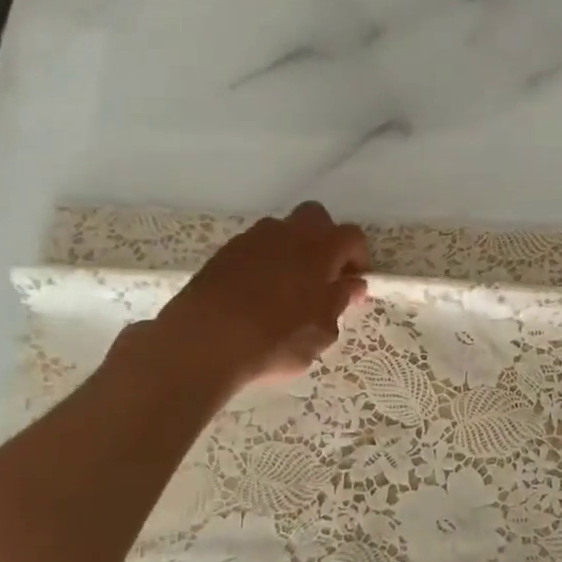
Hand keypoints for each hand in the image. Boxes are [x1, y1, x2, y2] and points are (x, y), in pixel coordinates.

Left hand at [142, 202, 369, 394]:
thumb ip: (340, 302)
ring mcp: (251, 240)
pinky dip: (264, 262)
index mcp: (320, 249)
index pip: (352, 236)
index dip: (359, 258)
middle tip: (326, 276)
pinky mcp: (222, 254)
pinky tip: (258, 294)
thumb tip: (352, 285)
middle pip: (316, 218)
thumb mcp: (322, 332)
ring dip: (293, 250)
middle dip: (326, 240)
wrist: (202, 344)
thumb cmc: (275, 339)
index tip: (355, 284)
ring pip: (282, 230)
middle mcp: (287, 234)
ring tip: (289, 287)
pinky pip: (254, 248)